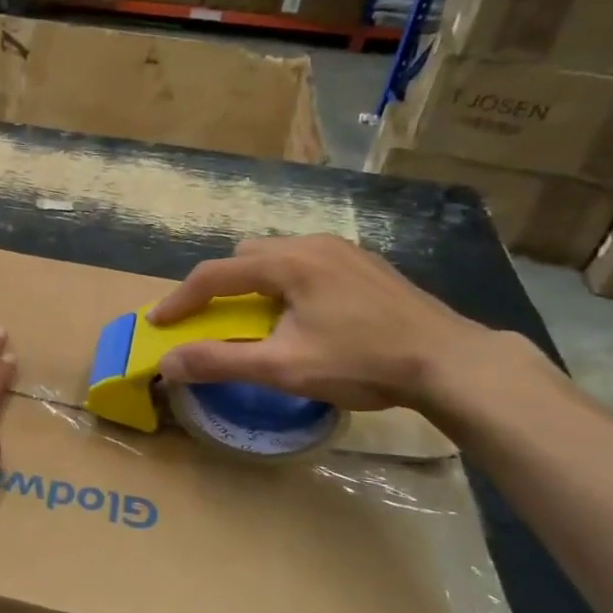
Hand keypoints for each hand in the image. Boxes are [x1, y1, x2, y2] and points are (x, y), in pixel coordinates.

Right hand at [146, 235, 499, 412]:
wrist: (451, 362)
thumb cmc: (362, 362)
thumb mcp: (284, 368)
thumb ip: (220, 362)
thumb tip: (167, 363)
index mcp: (288, 263)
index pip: (215, 274)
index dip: (181, 299)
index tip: (160, 322)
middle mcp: (312, 244)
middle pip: (246, 256)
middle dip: (221, 285)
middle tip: (215, 319)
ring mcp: (344, 251)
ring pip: (278, 256)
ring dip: (255, 283)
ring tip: (260, 318)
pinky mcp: (366, 264)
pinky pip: (307, 262)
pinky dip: (287, 282)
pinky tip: (306, 314)